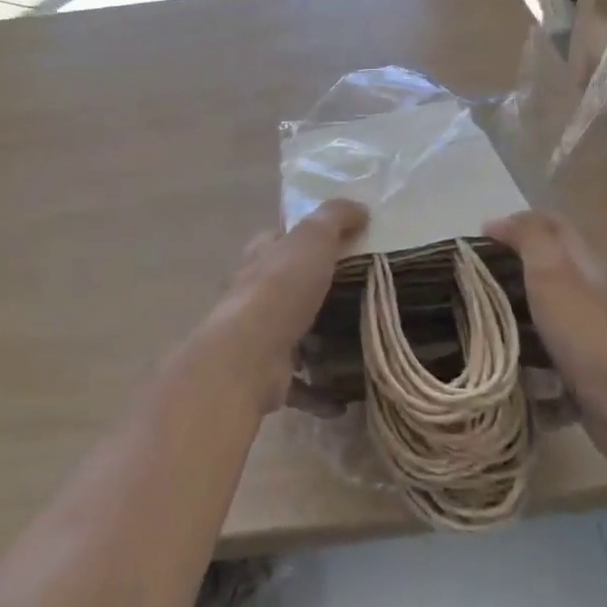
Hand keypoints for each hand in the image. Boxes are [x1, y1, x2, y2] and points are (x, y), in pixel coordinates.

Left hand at [205, 200, 368, 410]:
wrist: (248, 355)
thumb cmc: (280, 288)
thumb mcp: (312, 240)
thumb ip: (334, 218)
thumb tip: (358, 206)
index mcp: (261, 257)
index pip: (280, 238)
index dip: (304, 235)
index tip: (340, 241)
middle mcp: (253, 293)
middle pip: (285, 285)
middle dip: (312, 288)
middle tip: (356, 292)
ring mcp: (257, 335)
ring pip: (289, 332)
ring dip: (312, 338)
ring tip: (352, 342)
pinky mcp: (266, 374)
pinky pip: (296, 382)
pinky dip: (316, 391)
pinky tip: (341, 400)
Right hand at [484, 210, 606, 453]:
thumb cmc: (585, 330)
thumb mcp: (551, 269)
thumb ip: (529, 237)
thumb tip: (496, 223)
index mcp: (584, 262)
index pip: (551, 225)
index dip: (515, 224)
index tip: (478, 242)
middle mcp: (591, 292)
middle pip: (547, 269)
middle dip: (510, 272)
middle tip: (472, 285)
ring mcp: (592, 334)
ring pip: (546, 315)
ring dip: (516, 319)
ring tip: (480, 328)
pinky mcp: (588, 372)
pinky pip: (550, 359)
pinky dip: (529, 363)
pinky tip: (508, 372)